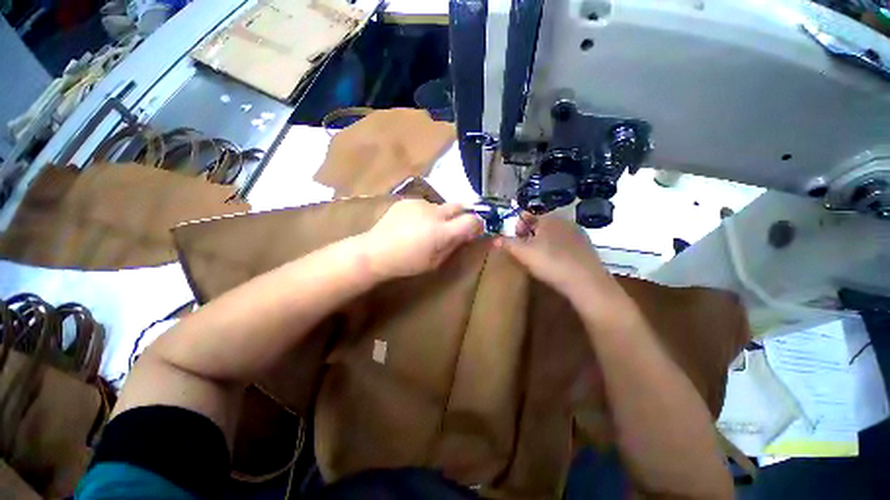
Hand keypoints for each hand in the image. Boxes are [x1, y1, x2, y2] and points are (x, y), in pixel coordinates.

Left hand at [361, 199, 482, 278]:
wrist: (375, 251)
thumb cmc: (407, 263)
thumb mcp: (436, 262)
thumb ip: (455, 245)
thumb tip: (469, 235)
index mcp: (442, 231)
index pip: (472, 220)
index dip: (478, 225)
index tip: (475, 231)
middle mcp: (434, 212)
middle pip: (460, 206)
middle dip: (462, 215)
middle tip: (454, 228)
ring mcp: (420, 203)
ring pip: (441, 206)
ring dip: (442, 216)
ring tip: (427, 229)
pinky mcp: (408, 200)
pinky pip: (425, 205)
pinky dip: (426, 214)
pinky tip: (413, 224)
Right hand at [496, 214, 620, 302]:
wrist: (586, 282)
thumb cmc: (550, 262)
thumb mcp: (522, 253)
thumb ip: (507, 243)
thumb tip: (494, 239)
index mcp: (547, 218)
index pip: (527, 215)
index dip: (517, 227)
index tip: (514, 241)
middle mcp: (564, 221)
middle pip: (540, 224)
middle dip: (530, 235)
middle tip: (525, 251)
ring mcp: (578, 233)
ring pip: (553, 234)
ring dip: (543, 242)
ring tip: (539, 259)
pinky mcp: (587, 246)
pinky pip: (565, 243)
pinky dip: (557, 249)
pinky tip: (556, 263)